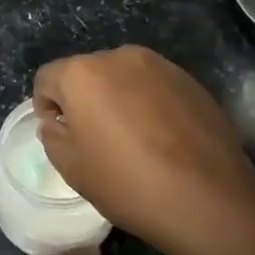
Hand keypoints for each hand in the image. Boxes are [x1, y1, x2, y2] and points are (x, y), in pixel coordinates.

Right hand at [34, 45, 254, 254]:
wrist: (208, 198)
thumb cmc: (128, 183)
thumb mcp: (72, 168)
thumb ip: (53, 135)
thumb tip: (58, 122)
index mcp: (82, 74)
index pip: (47, 78)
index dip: (45, 106)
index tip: (59, 134)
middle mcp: (119, 57)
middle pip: (86, 73)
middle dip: (82, 99)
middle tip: (93, 138)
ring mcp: (159, 65)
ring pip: (122, 77)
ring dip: (116, 99)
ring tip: (130, 138)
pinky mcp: (189, 80)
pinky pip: (153, 86)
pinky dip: (147, 103)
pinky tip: (161, 138)